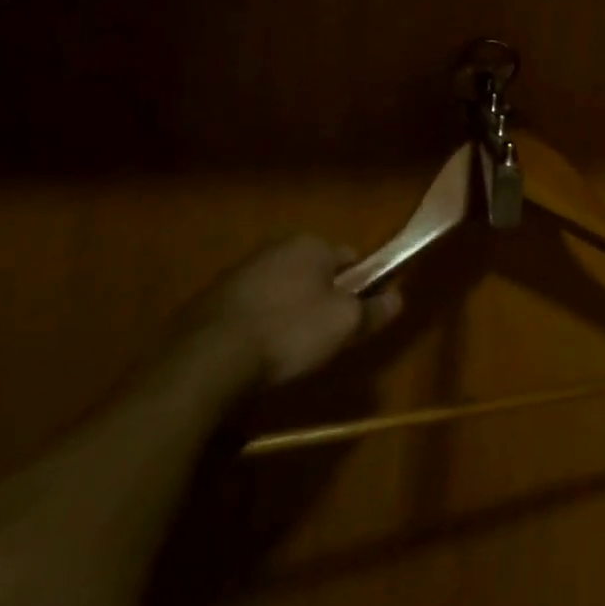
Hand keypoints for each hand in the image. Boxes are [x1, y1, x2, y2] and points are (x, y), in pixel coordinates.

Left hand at [180, 234, 403, 387]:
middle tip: (323, 336)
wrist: (205, 361)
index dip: (359, 285)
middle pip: (312, 272)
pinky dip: (255, 326)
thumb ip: (373, 310)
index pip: (350, 257)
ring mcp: (238, 273)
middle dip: (320, 298)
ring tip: (286, 351)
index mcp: (311, 244)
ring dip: (286, 312)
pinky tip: (254, 356)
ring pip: (278, 290)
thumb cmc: (288, 332)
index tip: (357, 315)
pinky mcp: (209, 301)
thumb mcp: (343, 325)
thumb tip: (399, 298)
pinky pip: (248, 310)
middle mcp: (275, 248)